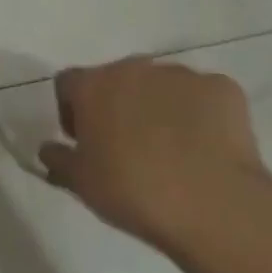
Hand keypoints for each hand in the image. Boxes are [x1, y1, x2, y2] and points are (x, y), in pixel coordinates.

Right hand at [39, 56, 271, 254]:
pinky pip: (203, 96)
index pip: (68, 83)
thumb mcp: (81, 184)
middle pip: (116, 80)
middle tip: (127, 147)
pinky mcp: (222, 88)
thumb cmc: (133, 191)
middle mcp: (132, 68)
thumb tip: (48, 149)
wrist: (214, 204)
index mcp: (92, 85)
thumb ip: (58, 160)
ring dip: (158, 107)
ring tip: (172, 151)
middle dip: (117, 105)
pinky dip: (201, 115)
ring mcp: (180, 75)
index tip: (84, 142)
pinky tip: (207, 148)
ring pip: (160, 86)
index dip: (71, 110)